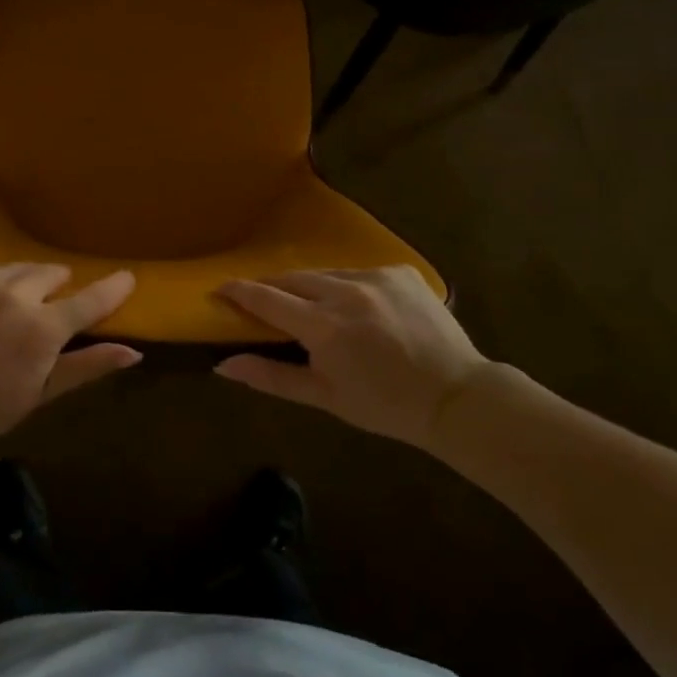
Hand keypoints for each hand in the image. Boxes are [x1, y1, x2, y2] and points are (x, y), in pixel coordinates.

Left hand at [0, 263, 139, 456]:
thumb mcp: (40, 394)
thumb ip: (87, 366)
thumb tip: (133, 352)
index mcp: (41, 328)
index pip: (89, 300)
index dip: (112, 288)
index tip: (127, 277)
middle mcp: (13, 293)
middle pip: (51, 273)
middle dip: (56, 288)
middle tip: (46, 311)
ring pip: (18, 267)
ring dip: (24, 282)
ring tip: (12, 307)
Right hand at [214, 267, 489, 449]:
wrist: (457, 397)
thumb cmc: (385, 405)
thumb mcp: (324, 396)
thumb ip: (271, 376)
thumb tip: (223, 365)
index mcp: (324, 326)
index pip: (266, 298)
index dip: (239, 291)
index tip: (220, 288)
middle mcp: (346, 291)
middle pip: (292, 278)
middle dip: (272, 287)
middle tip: (263, 301)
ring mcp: (376, 276)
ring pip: (325, 273)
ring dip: (311, 287)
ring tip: (314, 308)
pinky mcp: (400, 271)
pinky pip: (358, 272)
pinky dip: (348, 286)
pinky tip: (359, 308)